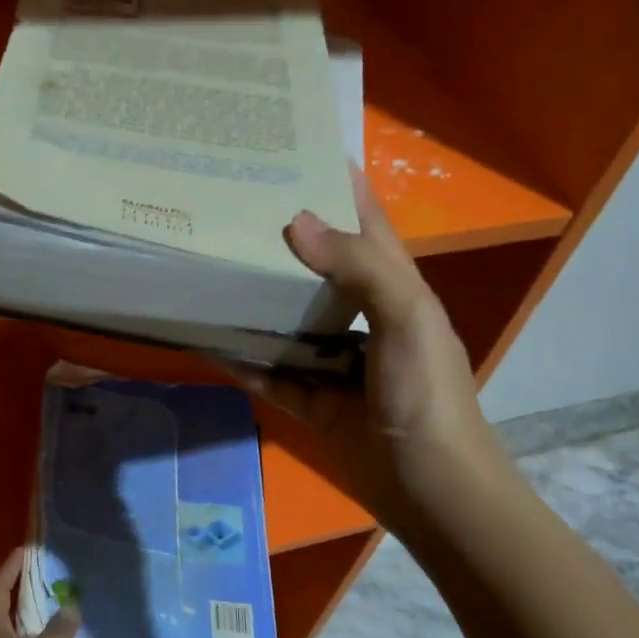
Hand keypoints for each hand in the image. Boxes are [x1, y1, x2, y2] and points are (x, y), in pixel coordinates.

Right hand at [237, 166, 516, 537]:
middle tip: (229, 206)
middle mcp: (363, 316)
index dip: (337, 183)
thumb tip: (296, 222)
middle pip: (318, 266)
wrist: (430, 488)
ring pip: (289, 319)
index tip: (293, 148)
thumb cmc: (427, 396)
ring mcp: (335, 361)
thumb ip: (360, 268)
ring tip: (209, 264)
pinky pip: (271, 373)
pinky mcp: (312, 400)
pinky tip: (208, 341)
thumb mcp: (407, 319)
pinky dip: (244, 360)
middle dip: (283, 237)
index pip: (365, 221)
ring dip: (257, 299)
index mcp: (395, 287)